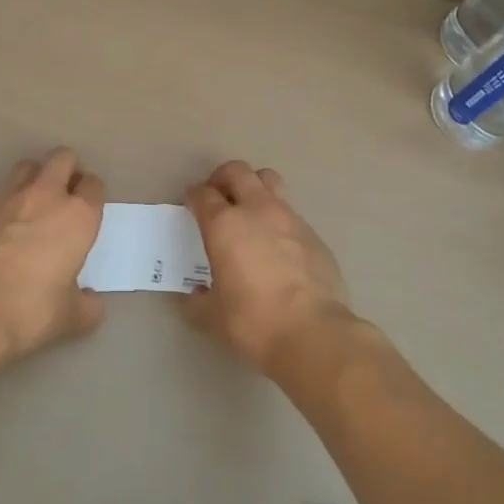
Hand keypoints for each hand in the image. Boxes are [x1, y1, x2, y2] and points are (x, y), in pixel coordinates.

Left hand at [0, 149, 105, 359]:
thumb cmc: (32, 310)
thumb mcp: (71, 317)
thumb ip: (88, 305)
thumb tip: (91, 301)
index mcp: (78, 216)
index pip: (94, 185)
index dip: (92, 194)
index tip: (87, 209)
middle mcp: (47, 196)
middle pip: (62, 158)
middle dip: (67, 169)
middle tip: (64, 193)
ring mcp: (10, 196)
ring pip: (29, 166)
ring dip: (35, 177)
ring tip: (33, 202)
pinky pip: (0, 190)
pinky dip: (7, 200)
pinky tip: (3, 224)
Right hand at [182, 161, 351, 376]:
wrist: (313, 333)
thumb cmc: (253, 321)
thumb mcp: (213, 316)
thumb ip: (197, 300)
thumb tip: (193, 295)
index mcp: (224, 225)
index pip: (203, 194)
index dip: (193, 196)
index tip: (190, 204)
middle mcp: (256, 210)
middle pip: (237, 171)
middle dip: (223, 178)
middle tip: (218, 196)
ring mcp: (289, 218)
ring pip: (269, 180)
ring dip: (255, 186)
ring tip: (250, 209)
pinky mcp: (313, 234)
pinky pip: (291, 213)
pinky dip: (279, 219)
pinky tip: (278, 245)